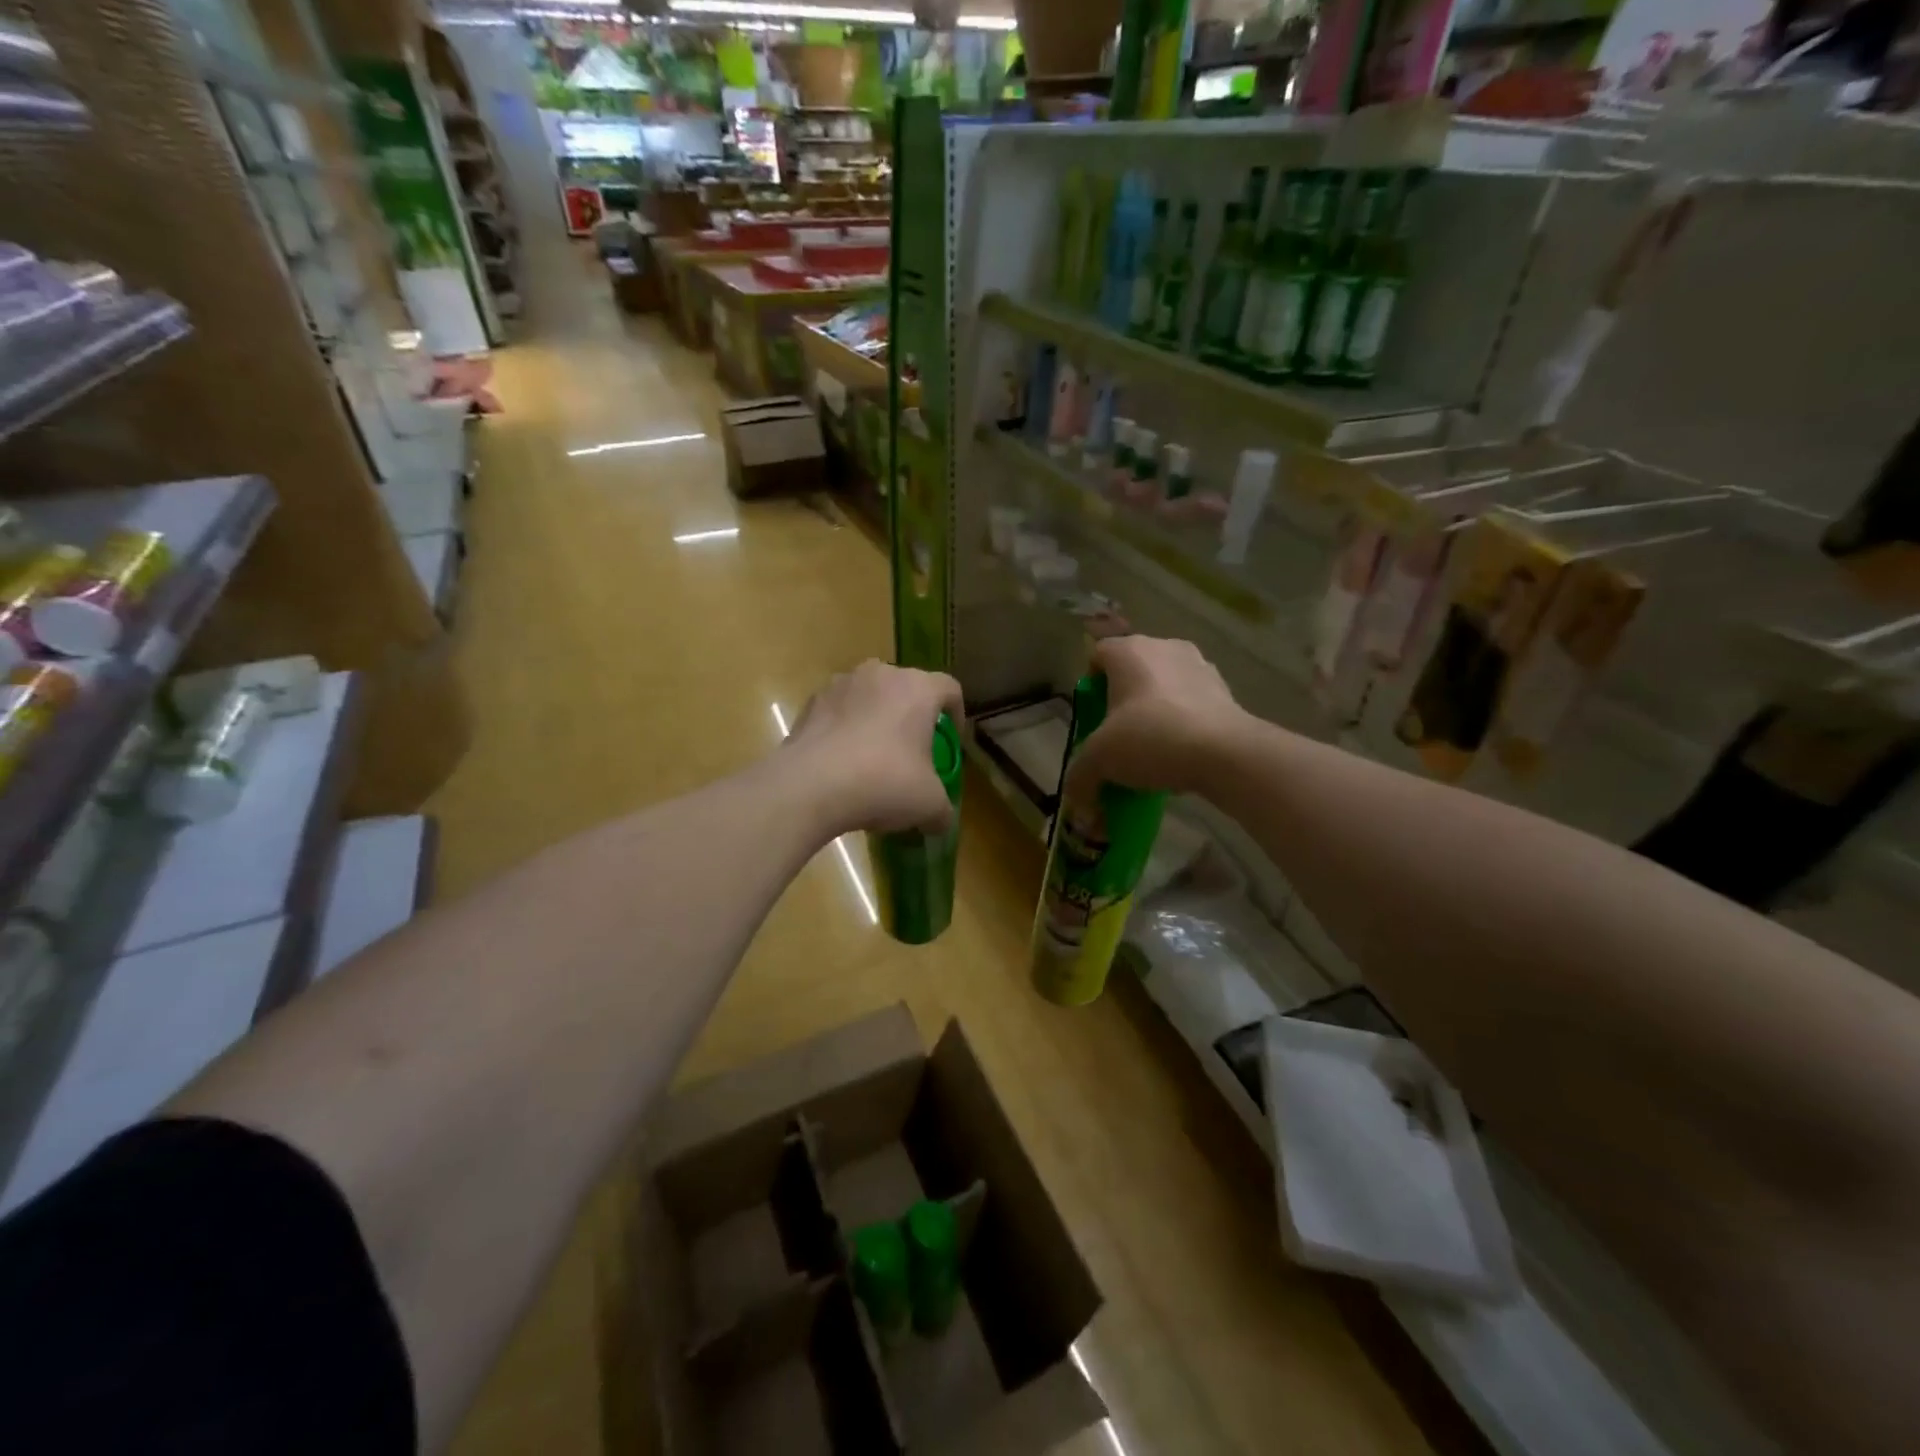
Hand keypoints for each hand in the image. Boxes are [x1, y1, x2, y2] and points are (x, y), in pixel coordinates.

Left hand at [787, 660, 964, 835]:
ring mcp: (840, 684)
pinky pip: (838, 712)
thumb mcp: (928, 805)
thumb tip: (941, 821)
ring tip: (873, 758)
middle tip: (912, 751)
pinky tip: (842, 764)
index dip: (956, 714)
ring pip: (869, 698)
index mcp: (918, 688)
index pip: (950, 689)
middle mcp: (880, 674)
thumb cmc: (884, 783)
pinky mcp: (810, 703)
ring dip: (875, 720)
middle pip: (906, 689)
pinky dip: (845, 730)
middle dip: (912, 716)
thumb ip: (943, 810)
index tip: (951, 741)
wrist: (810, 786)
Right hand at [1064, 636, 1245, 803]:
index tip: (1092, 717)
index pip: (1098, 655)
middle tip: (1118, 736)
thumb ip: (1080, 777)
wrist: (1225, 753)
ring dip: (1155, 711)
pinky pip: (1193, 704)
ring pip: (1165, 686)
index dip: (1090, 686)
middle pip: (1132, 671)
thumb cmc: (1151, 738)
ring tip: (1152, 750)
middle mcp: (1165, 647)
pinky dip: (1184, 723)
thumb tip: (1076, 802)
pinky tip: (1180, 755)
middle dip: (1123, 702)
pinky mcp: (1226, 690)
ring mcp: (1200, 666)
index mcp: (1129, 650)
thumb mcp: (1100, 760)